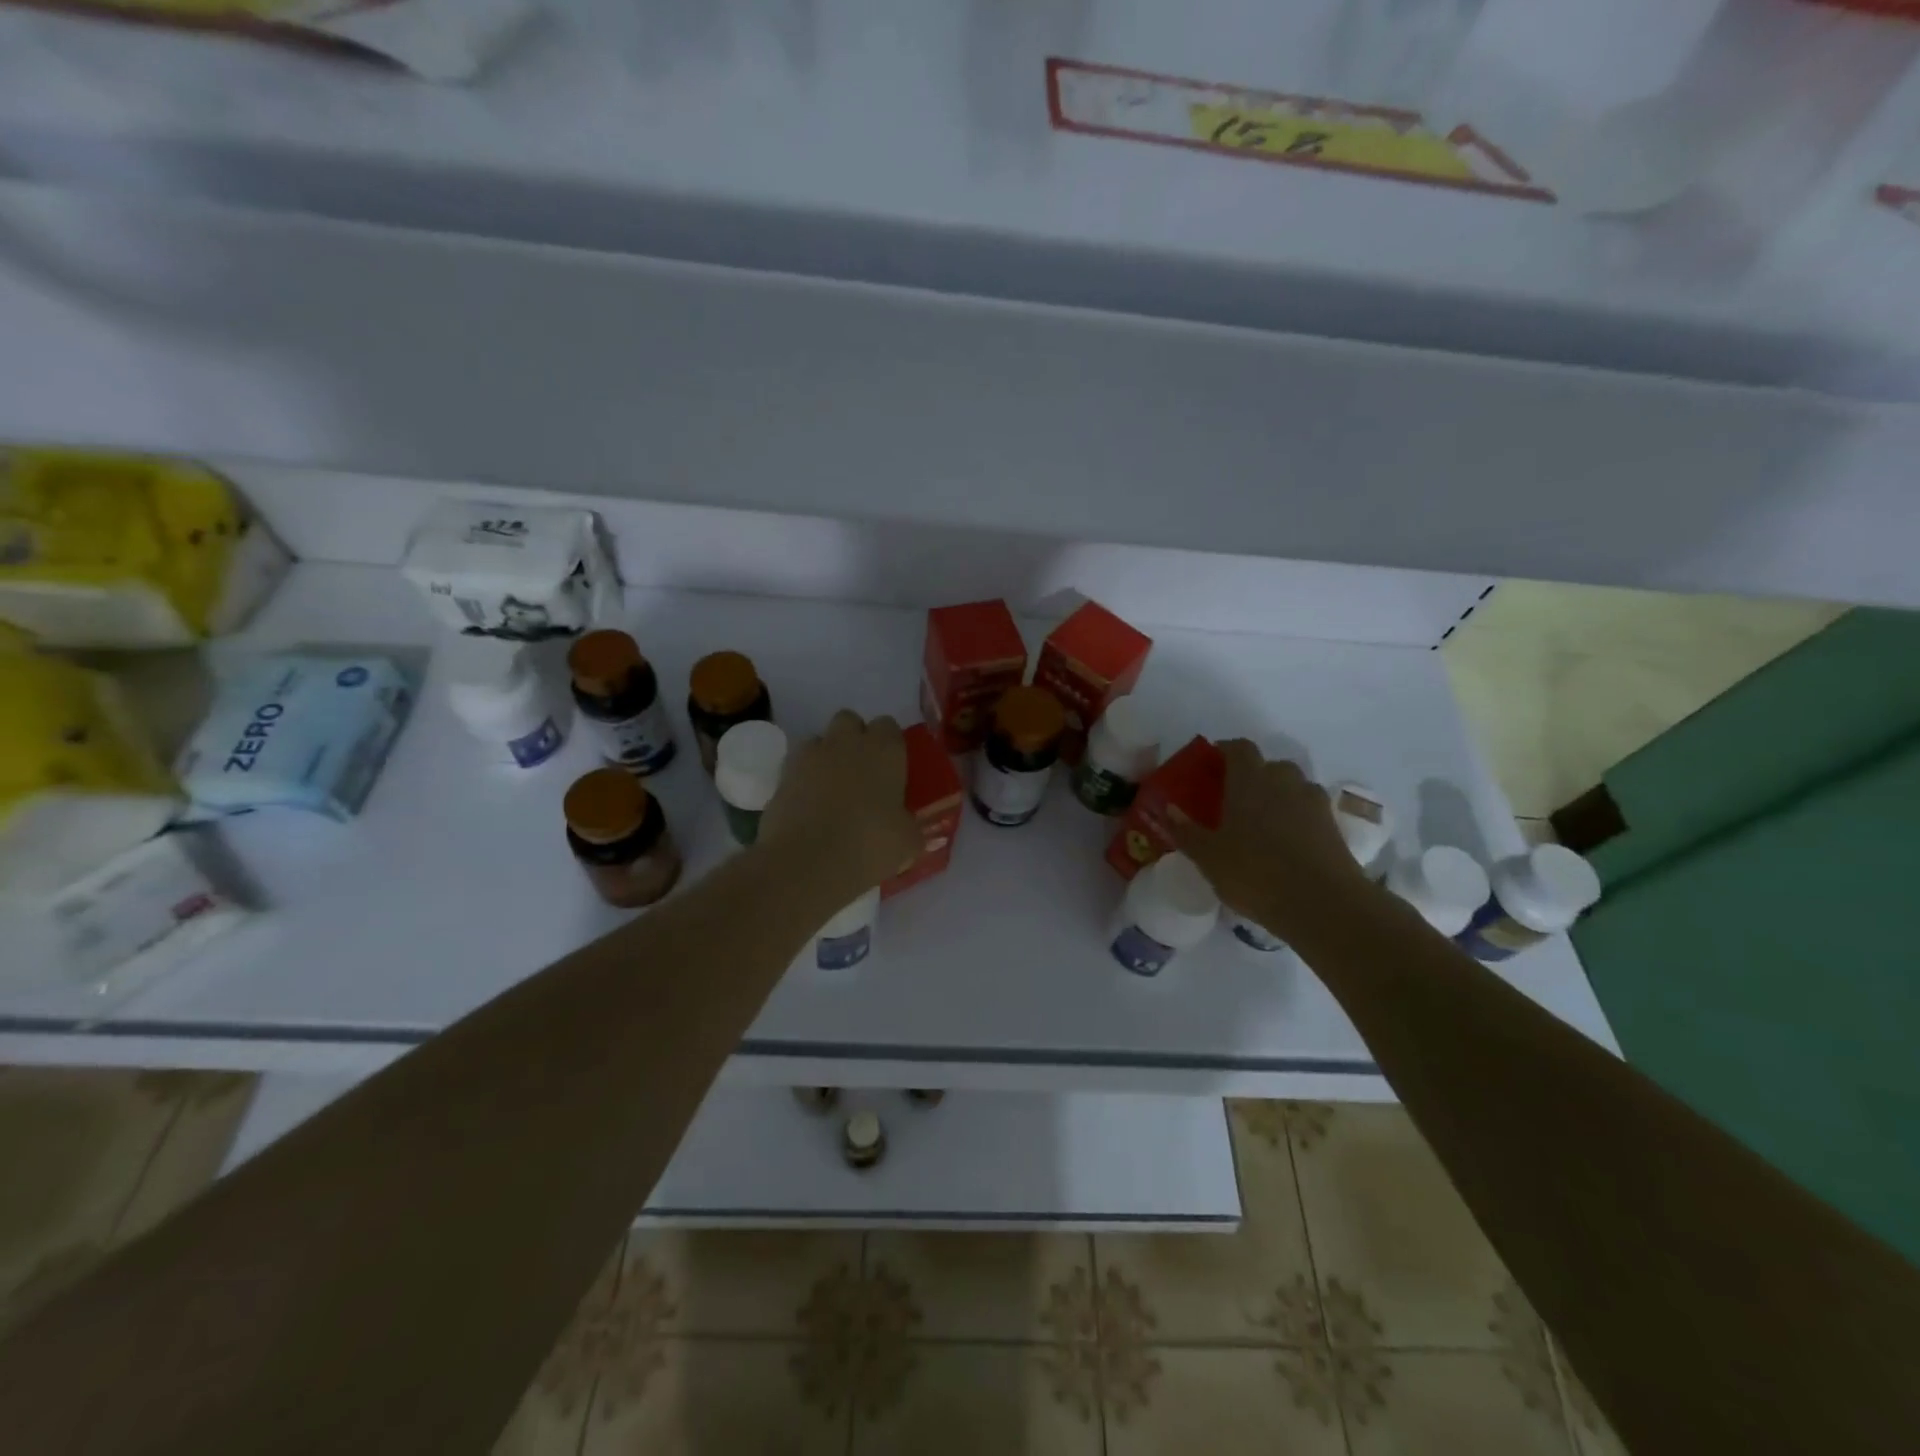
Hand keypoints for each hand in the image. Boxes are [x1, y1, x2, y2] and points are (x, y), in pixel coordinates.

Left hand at [760, 710, 921, 896]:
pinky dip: (802, 779)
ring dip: (826, 757)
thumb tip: (907, 826)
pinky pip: (796, 767)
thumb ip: (910, 826)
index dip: (890, 745)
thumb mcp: (908, 841)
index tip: (892, 769)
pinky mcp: (782, 776)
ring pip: (819, 740)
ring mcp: (810, 756)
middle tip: (861, 773)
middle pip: (850, 721)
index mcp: (885, 750)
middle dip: (854, 739)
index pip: (889, 726)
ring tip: (831, 790)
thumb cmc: (870, 845)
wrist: (808, 863)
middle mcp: (847, 742)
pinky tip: (809, 806)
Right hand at [1171, 739, 1371, 935]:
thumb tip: (1168, 809)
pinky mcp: (1333, 826)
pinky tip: (1284, 844)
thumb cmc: (1255, 873)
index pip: (1238, 748)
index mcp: (1250, 779)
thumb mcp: (1208, 857)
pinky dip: (1296, 818)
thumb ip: (1186, 831)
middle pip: (1268, 765)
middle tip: (1232, 800)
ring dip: (1276, 796)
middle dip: (1252, 776)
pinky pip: (1308, 811)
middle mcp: (1284, 781)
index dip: (1223, 751)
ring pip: (1291, 787)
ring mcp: (1313, 802)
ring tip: (1260, 824)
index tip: (1209, 767)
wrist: (1324, 905)